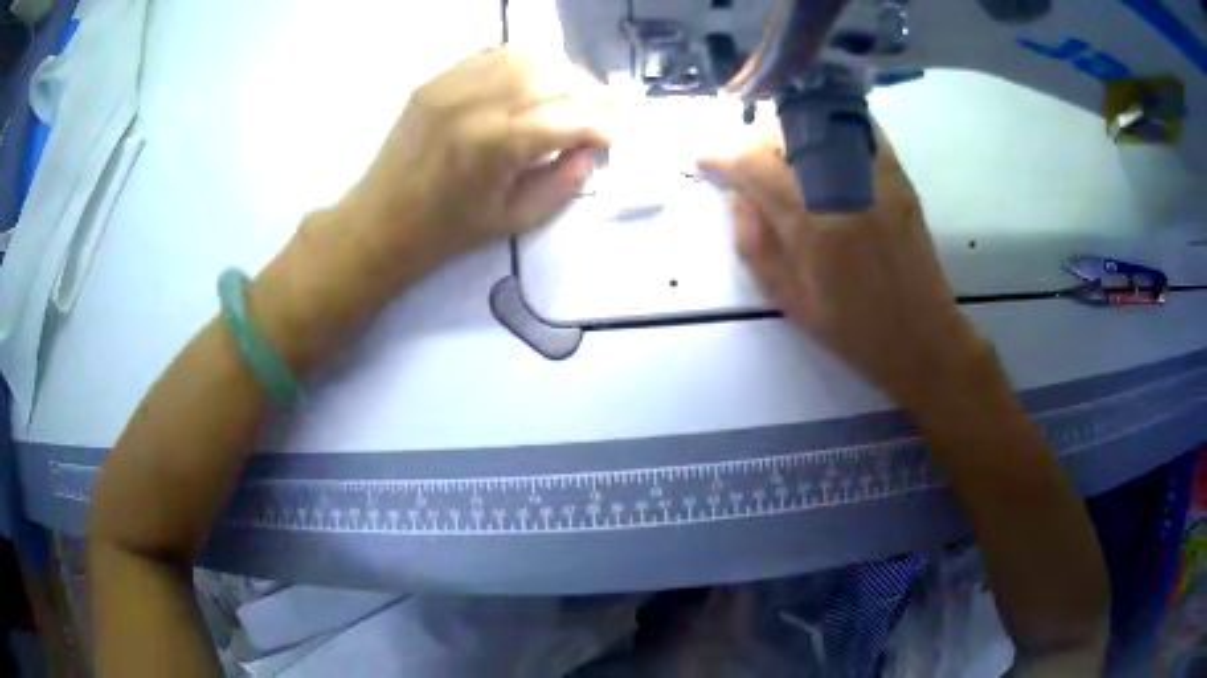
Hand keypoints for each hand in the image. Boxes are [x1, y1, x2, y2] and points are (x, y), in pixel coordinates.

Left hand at [340, 47, 613, 266]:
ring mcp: (452, 84)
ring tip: (574, 93)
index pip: (570, 117)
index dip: (602, 125)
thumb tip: (591, 150)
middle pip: (554, 76)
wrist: (379, 222)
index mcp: (496, 144)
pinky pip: (493, 55)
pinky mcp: (437, 80)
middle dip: (590, 92)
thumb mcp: (514, 220)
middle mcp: (477, 102)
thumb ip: (564, 183)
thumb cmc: (446, 232)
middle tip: (604, 111)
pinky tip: (534, 82)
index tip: (616, 136)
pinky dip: (525, 63)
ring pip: (527, 56)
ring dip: (561, 71)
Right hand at [699, 130, 988, 412]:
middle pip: (785, 134)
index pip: (754, 165)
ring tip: (780, 158)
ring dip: (788, 132)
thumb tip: (737, 194)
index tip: (704, 160)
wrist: (921, 336)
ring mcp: (876, 175)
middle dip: (754, 143)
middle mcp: (844, 187)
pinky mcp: (898, 174)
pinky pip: (857, 127)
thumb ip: (754, 241)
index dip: (721, 156)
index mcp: (814, 224)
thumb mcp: (788, 298)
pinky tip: (819, 147)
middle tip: (745, 165)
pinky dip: (829, 127)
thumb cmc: (852, 329)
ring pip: (819, 122)